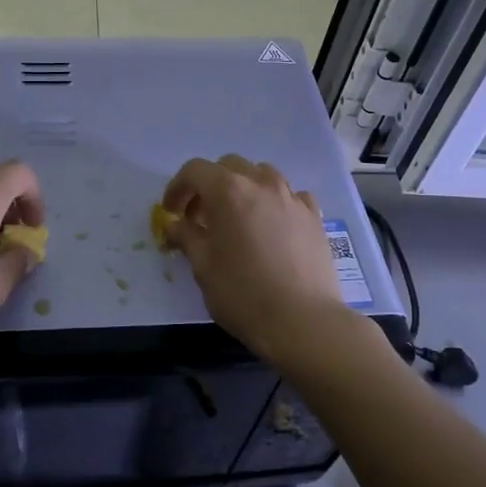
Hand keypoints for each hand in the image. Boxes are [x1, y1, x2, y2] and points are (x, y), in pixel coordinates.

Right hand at [161, 155, 345, 360]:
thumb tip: (176, 224)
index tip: (171, 212)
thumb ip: (186, 237)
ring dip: (243, 188)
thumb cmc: (243, 293)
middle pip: (229, 166)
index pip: (195, 171)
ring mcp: (292, 198)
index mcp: (228, 191)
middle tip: (201, 216)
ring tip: (238, 218)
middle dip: (210, 185)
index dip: (177, 188)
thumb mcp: (203, 267)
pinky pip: (290, 195)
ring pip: (262, 175)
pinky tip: (272, 226)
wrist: (302, 320)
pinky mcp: (314, 216)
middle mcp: (262, 184)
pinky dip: (275, 202)